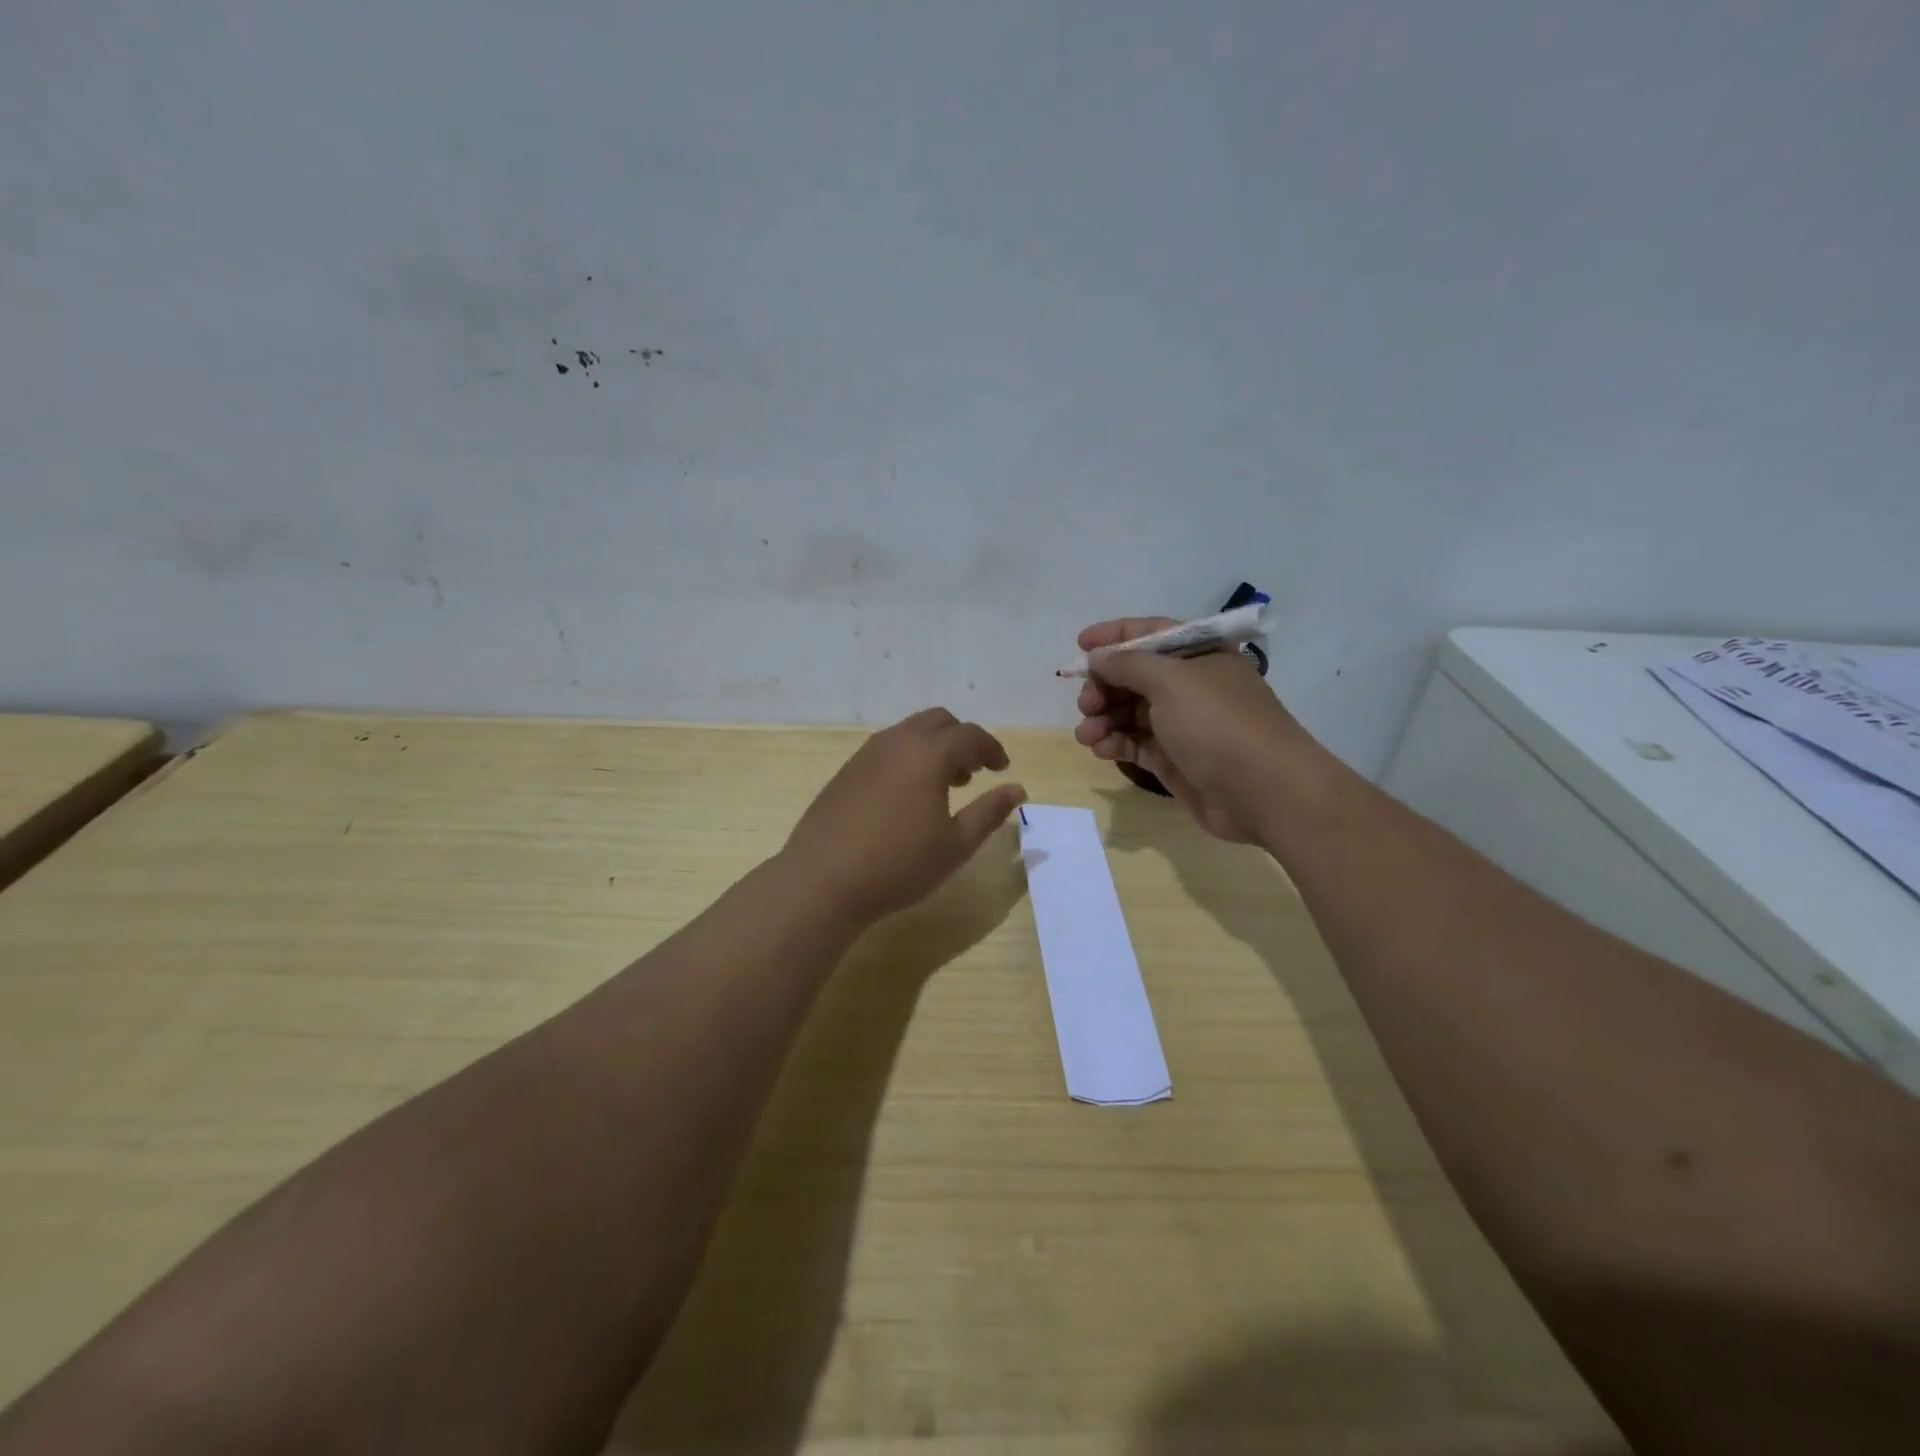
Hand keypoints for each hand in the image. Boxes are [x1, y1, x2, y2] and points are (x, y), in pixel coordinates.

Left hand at [785, 708, 1026, 921]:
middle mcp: (897, 742)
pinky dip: (908, 758)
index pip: (970, 735)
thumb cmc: (899, 865)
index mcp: (929, 754)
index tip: (1002, 768)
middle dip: (961, 740)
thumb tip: (1017, 789)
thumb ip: (990, 812)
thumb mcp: (956, 845)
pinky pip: (887, 749)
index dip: (991, 749)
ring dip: (933, 748)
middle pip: (938, 722)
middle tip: (973, 773)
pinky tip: (906, 797)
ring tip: (943, 786)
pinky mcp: (847, 770)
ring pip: (909, 732)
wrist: (822, 880)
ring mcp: (867, 754)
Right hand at [1072, 617, 1316, 842]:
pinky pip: (1136, 743)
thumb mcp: (1171, 681)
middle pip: (1135, 675)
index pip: (1151, 633)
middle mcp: (1191, 685)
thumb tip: (1097, 656)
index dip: (1114, 636)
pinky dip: (1115, 743)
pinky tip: (1101, 749)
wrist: (1263, 792)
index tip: (1080, 645)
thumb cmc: (1217, 723)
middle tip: (1087, 704)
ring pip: (1131, 711)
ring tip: (1087, 734)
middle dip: (1105, 686)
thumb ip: (1127, 664)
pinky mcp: (1174, 758)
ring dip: (1103, 718)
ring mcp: (1183, 724)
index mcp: (1200, 655)